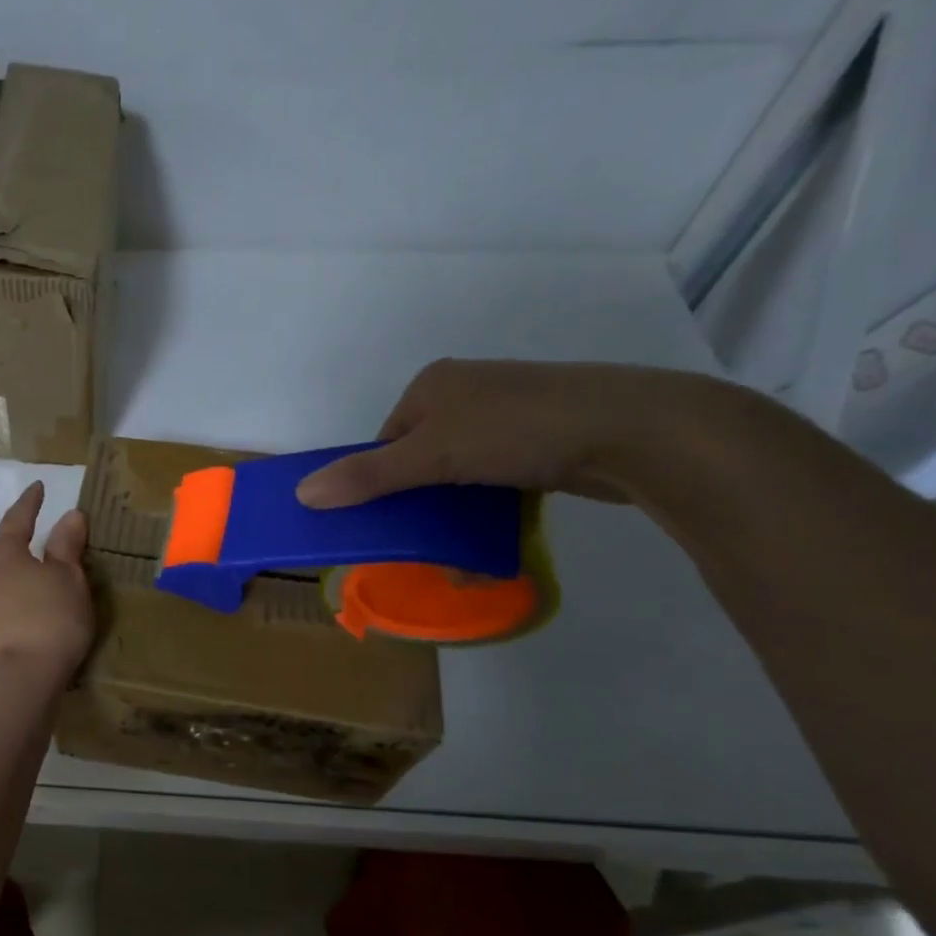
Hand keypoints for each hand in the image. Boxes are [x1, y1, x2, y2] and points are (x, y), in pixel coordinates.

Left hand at [0, 482, 92, 678]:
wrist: (17, 679)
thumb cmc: (49, 618)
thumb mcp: (68, 578)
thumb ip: (66, 546)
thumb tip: (69, 514)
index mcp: (3, 557)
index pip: (16, 520)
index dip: (29, 504)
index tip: (37, 488)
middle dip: (6, 553)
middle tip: (24, 554)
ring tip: (2, 600)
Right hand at [296, 359, 715, 507]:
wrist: (634, 431)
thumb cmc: (517, 430)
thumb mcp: (431, 455)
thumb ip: (368, 477)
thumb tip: (302, 494)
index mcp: (433, 385)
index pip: (386, 441)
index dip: (379, 482)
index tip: (386, 521)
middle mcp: (467, 394)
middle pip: (420, 458)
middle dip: (419, 504)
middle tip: (421, 540)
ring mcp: (508, 415)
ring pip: (459, 473)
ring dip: (454, 514)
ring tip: (458, 551)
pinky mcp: (543, 440)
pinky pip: (496, 479)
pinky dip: (488, 509)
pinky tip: (492, 537)